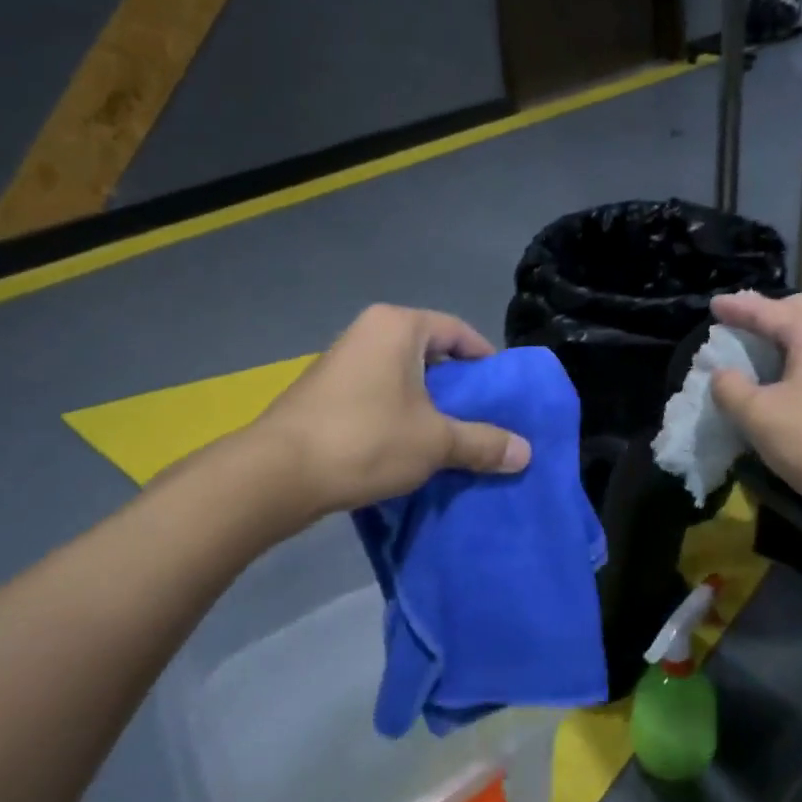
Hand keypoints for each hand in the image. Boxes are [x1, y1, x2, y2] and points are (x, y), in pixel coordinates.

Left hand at [230, 305, 531, 528]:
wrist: (275, 475)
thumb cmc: (366, 439)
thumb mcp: (435, 442)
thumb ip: (483, 442)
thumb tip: (526, 453)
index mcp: (398, 326)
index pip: (458, 332)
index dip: (486, 362)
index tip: (502, 394)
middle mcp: (368, 332)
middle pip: (430, 353)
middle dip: (457, 387)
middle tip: (481, 418)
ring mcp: (341, 361)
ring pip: (402, 376)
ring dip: (427, 405)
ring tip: (449, 437)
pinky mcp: (324, 392)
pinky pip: (377, 394)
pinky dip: (398, 414)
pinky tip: (408, 447)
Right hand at [709, 292, 801, 542]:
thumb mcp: (759, 415)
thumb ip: (731, 388)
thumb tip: (722, 374)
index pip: (767, 310)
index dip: (737, 307)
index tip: (713, 305)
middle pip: (798, 310)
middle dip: (766, 312)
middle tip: (737, 323)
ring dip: (781, 336)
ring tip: (753, 348)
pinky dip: (794, 357)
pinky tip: (778, 378)